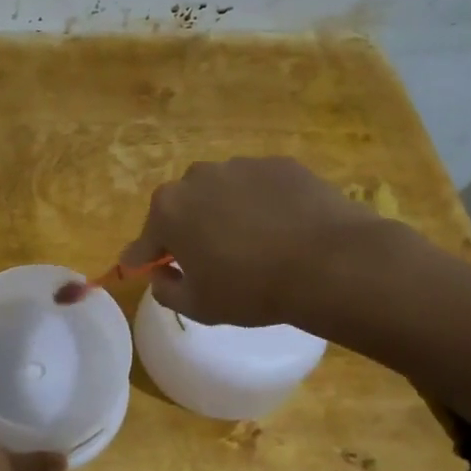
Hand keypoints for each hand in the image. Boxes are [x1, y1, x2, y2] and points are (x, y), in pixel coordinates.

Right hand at [119, 157, 383, 327]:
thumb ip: (166, 290)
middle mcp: (198, 178)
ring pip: (222, 193)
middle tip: (210, 260)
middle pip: (183, 208)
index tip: (142, 267)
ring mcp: (242, 165)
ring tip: (253, 244)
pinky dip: (263, 204)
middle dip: (189, 230)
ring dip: (226, 214)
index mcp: (169, 210)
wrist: (328, 262)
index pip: (145, 240)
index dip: (144, 257)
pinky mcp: (281, 164)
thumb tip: (161, 275)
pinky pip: (260, 187)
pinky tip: (283, 230)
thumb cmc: (250, 288)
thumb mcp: (198, 306)